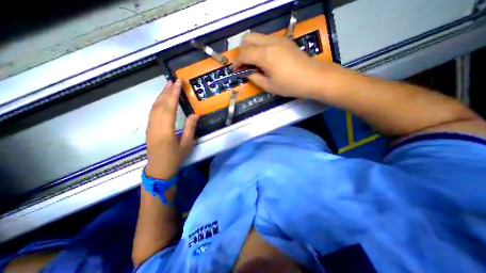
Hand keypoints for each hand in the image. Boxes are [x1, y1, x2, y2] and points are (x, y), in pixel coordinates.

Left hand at [144, 80, 198, 179]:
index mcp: (165, 130)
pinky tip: (162, 99)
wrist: (159, 169)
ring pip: (154, 107)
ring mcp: (150, 127)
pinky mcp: (149, 128)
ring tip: (167, 86)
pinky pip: (152, 112)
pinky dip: (158, 103)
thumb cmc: (175, 158)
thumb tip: (195, 114)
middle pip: (160, 105)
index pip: (169, 108)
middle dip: (166, 91)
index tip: (177, 83)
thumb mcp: (186, 144)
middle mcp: (155, 126)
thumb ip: (190, 128)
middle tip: (173, 81)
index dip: (173, 94)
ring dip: (161, 95)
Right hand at [232, 32, 340, 99]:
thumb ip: (254, 78)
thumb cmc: (290, 85)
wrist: (313, 78)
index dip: (236, 63)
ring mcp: (278, 39)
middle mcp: (270, 42)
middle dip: (242, 52)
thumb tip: (246, 73)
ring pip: (257, 37)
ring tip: (253, 63)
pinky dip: (260, 47)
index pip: (244, 54)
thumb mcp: (269, 86)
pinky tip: (264, 59)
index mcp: (265, 55)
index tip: (235, 71)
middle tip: (244, 65)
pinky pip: (266, 39)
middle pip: (248, 38)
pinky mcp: (284, 41)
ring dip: (251, 48)